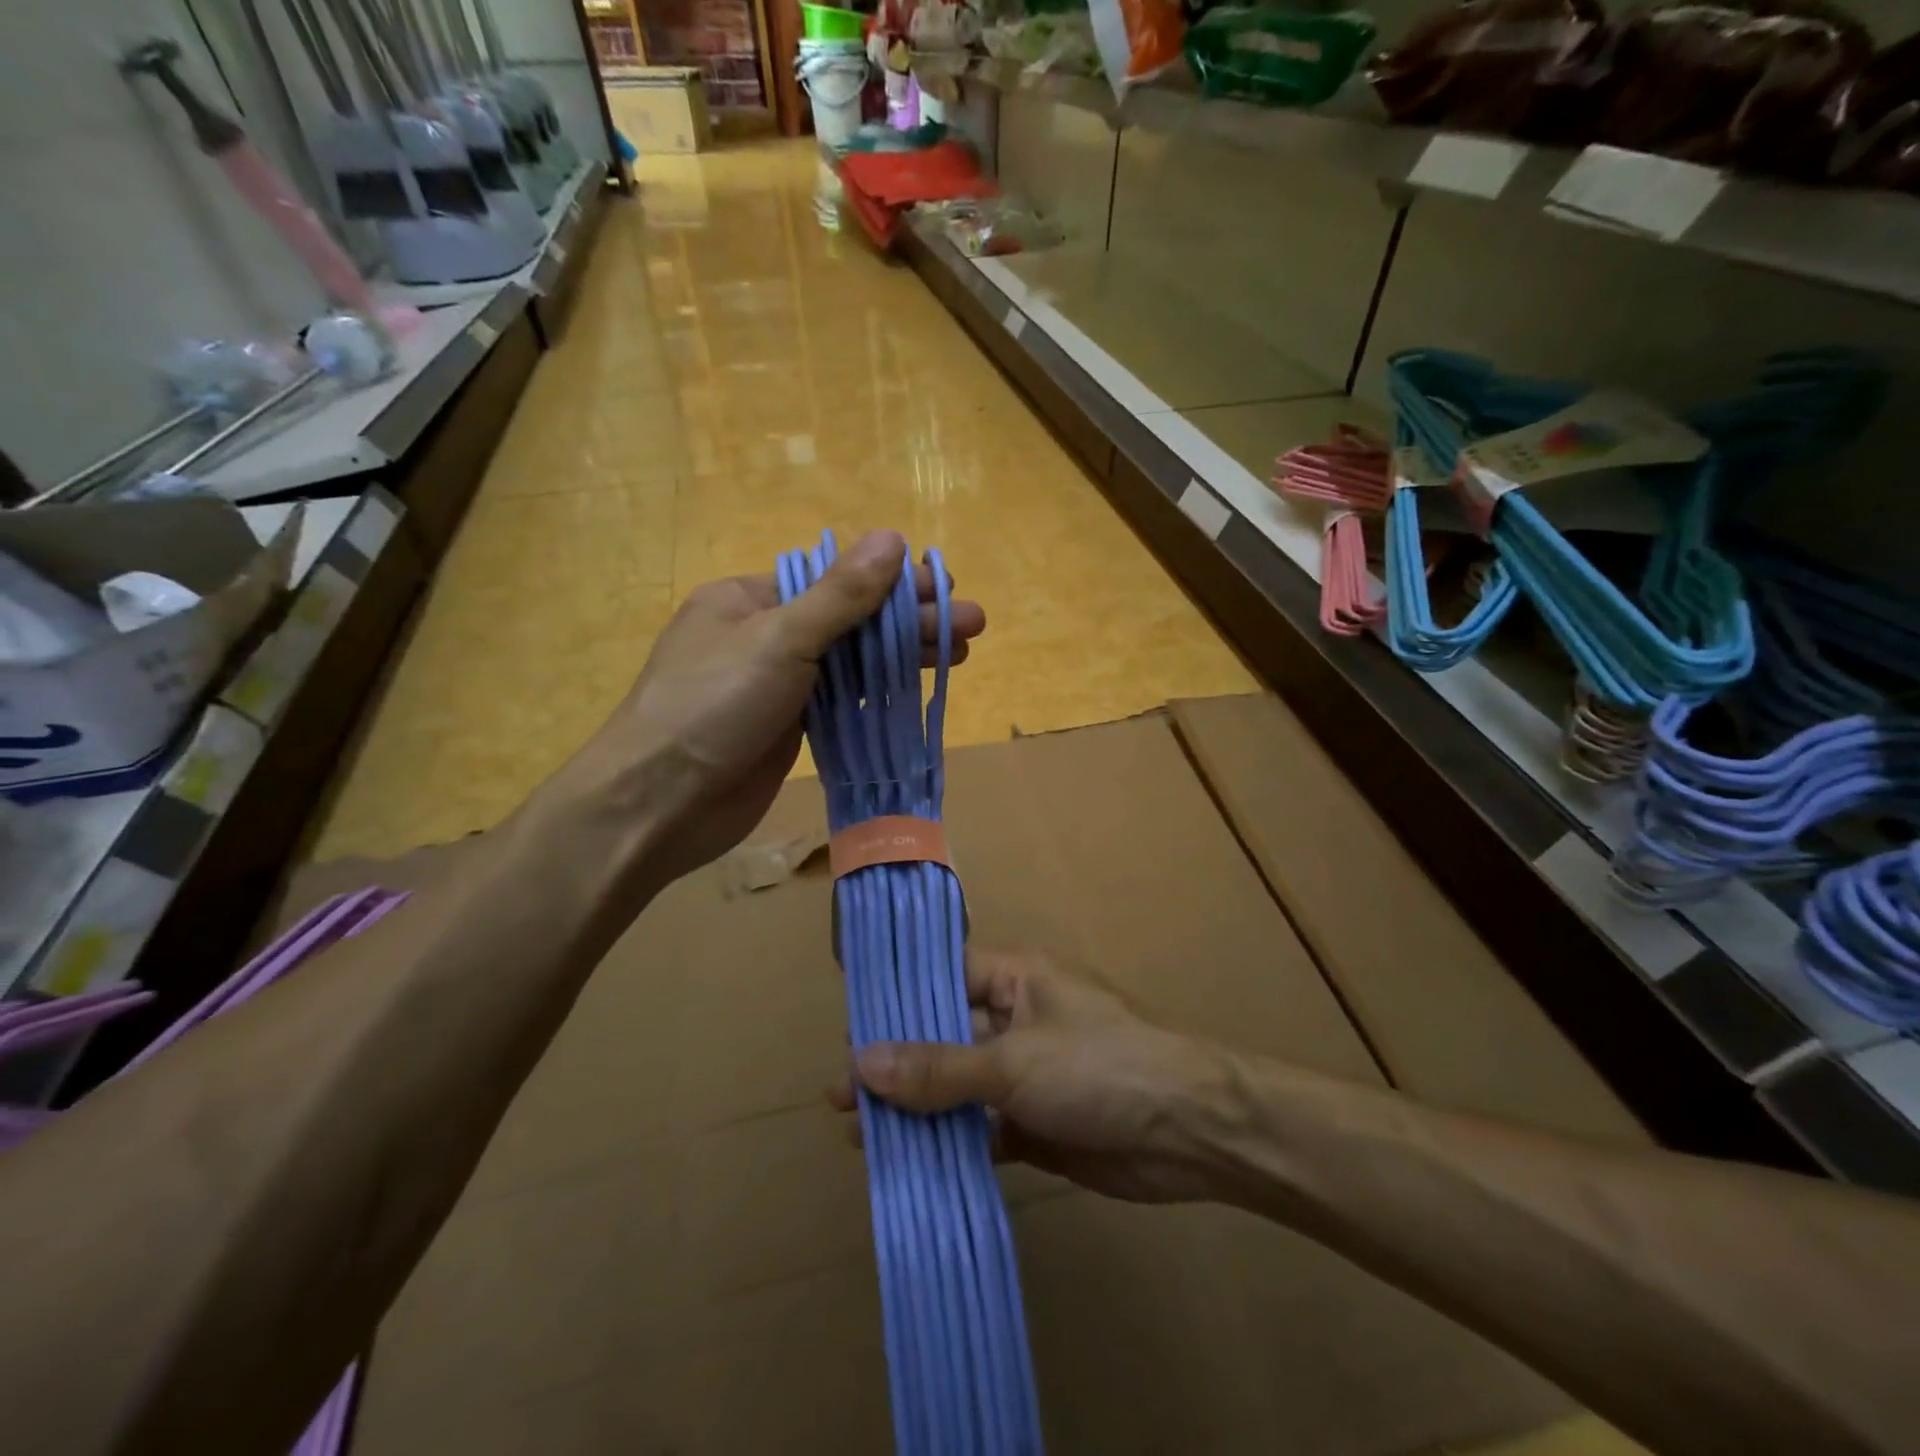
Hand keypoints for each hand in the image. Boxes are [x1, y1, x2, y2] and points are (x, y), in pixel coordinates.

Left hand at [553, 530, 985, 884]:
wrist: (658, 805)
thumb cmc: (711, 707)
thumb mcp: (779, 640)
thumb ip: (839, 595)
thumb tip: (891, 539)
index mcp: (749, 599)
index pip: (833, 579)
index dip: (891, 581)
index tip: (944, 585)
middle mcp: (764, 636)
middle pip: (849, 620)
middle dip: (909, 621)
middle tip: (971, 624)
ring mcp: (776, 686)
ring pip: (850, 663)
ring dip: (901, 657)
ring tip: (961, 653)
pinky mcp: (787, 729)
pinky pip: (841, 701)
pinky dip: (878, 694)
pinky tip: (915, 689)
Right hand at [831, 950, 1230, 1204]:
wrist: (1192, 1132)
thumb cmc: (1100, 1067)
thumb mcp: (1012, 1061)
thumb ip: (938, 1067)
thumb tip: (860, 1062)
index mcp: (1017, 978)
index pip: (944, 976)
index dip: (898, 1001)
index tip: (849, 1030)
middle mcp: (1018, 1019)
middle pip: (945, 1036)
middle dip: (898, 1066)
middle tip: (841, 1100)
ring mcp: (1028, 1074)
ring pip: (960, 1089)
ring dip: (919, 1112)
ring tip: (862, 1139)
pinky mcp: (1038, 1124)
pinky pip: (983, 1130)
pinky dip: (952, 1147)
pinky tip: (911, 1168)